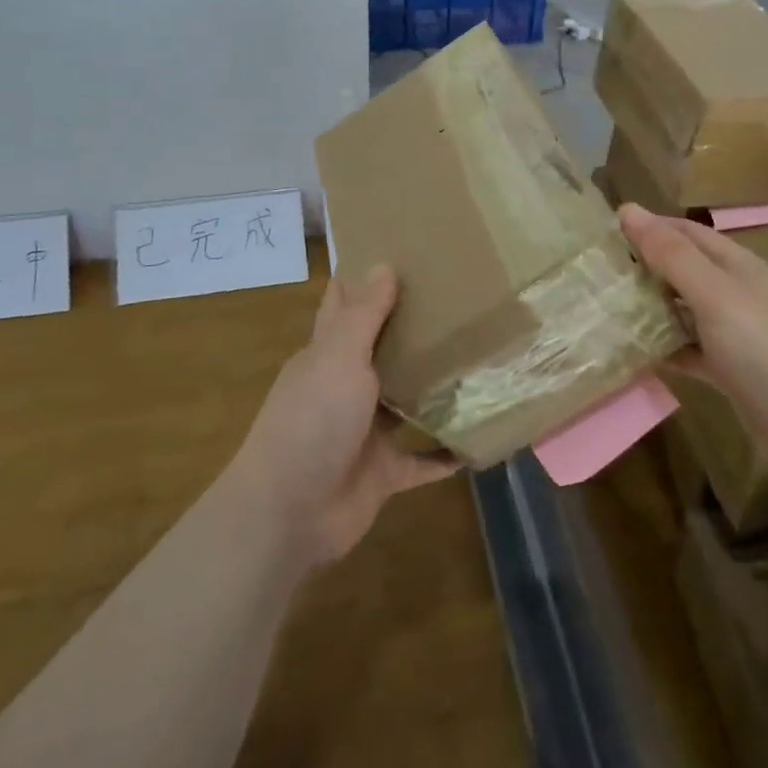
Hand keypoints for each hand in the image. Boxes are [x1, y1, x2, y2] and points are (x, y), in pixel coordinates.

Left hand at [232, 266, 457, 568]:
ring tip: (478, 362)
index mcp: (327, 356)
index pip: (344, 307)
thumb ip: (363, 315)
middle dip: (412, 331)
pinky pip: (422, 460)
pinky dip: (446, 454)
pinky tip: (479, 441)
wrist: (289, 513)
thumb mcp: (338, 358)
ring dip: (433, 389)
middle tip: (459, 302)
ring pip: (405, 403)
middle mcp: (345, 388)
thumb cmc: (312, 421)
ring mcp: (363, 432)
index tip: (400, 253)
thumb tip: (383, 264)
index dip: (365, 281)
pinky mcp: (382, 472)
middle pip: (381, 352)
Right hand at [618, 205, 767, 475]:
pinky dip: (664, 348)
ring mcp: (732, 331)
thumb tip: (628, 208)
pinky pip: (687, 349)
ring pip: (681, 309)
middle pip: (680, 269)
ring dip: (649, 308)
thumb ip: (671, 253)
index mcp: (732, 264)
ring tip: (603, 309)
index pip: (682, 232)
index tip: (602, 234)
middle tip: (594, 274)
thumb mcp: (713, 293)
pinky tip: (633, 354)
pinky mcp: (728, 369)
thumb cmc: (763, 346)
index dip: (646, 227)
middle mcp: (732, 291)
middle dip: (642, 267)